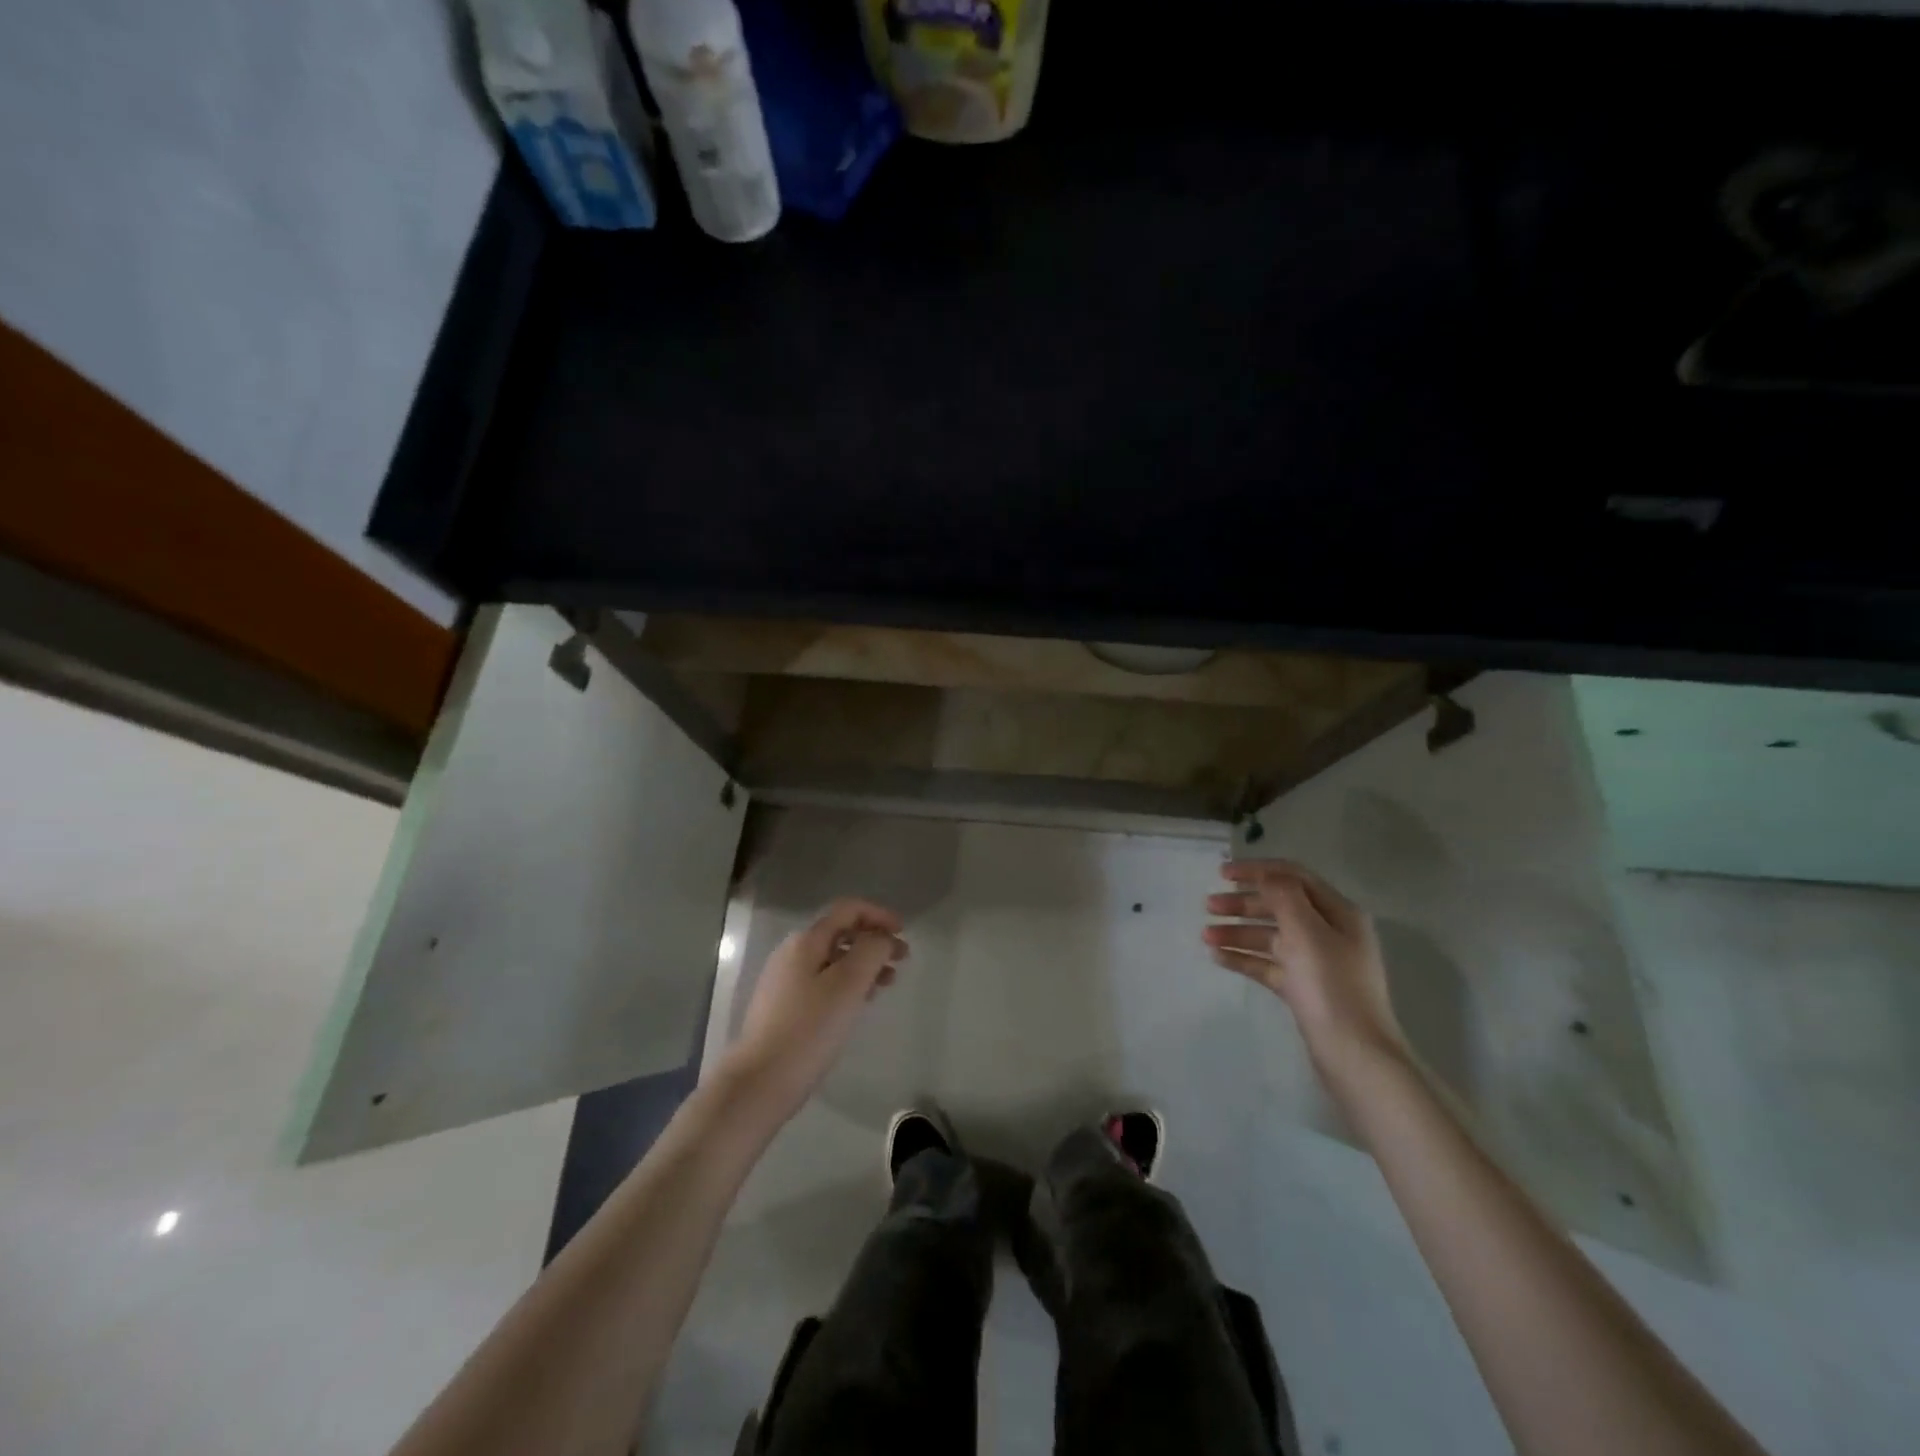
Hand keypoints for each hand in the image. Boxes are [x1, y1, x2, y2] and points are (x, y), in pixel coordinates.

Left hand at [718, 898, 907, 1124]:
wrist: (760, 1081)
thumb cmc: (810, 1028)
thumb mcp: (849, 984)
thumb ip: (871, 950)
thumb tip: (882, 937)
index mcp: (806, 940)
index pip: (847, 910)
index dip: (878, 914)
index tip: (904, 932)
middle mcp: (792, 953)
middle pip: (840, 933)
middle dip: (874, 941)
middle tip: (902, 960)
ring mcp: (784, 980)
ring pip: (833, 959)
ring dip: (863, 964)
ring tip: (887, 983)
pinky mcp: (783, 1006)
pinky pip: (822, 981)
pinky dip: (847, 983)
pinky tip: (859, 1003)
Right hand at [1203, 860, 1406, 1083]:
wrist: (1355, 1057)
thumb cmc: (1331, 987)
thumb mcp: (1307, 933)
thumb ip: (1283, 897)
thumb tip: (1265, 876)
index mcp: (1338, 913)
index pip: (1293, 877)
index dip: (1257, 870)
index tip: (1221, 873)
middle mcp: (1329, 933)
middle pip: (1279, 906)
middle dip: (1242, 903)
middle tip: (1208, 906)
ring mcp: (1316, 962)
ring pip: (1270, 936)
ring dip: (1238, 931)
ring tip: (1205, 936)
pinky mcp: (1303, 989)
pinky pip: (1268, 964)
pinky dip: (1244, 958)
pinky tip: (1218, 958)